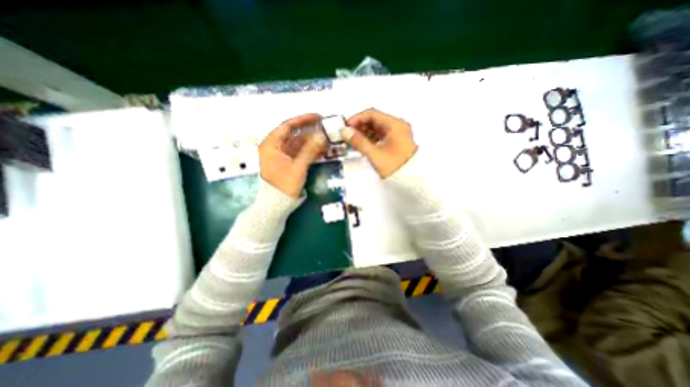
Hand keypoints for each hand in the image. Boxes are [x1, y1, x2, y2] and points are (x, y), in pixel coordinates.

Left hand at [258, 114, 327, 197]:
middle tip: (324, 128)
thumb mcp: (297, 167)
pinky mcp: (288, 162)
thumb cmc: (283, 185)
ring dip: (311, 141)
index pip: (287, 126)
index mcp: (271, 145)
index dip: (303, 120)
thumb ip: (309, 151)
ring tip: (325, 139)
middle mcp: (275, 147)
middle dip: (310, 131)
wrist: (277, 203)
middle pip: (294, 134)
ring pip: (298, 143)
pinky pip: (299, 152)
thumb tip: (321, 136)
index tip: (317, 117)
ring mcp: (282, 155)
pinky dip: (309, 150)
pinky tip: (320, 149)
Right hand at [342, 107, 417, 176]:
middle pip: (375, 120)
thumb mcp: (375, 154)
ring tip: (352, 141)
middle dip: (360, 126)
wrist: (410, 181)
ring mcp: (398, 134)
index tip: (345, 127)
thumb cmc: (394, 166)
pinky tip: (362, 145)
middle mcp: (397, 126)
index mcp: (395, 125)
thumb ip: (359, 141)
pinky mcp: (396, 142)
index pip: (372, 114)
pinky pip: (381, 136)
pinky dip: (370, 139)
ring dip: (364, 133)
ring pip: (377, 128)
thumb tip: (344, 131)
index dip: (357, 119)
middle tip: (347, 135)